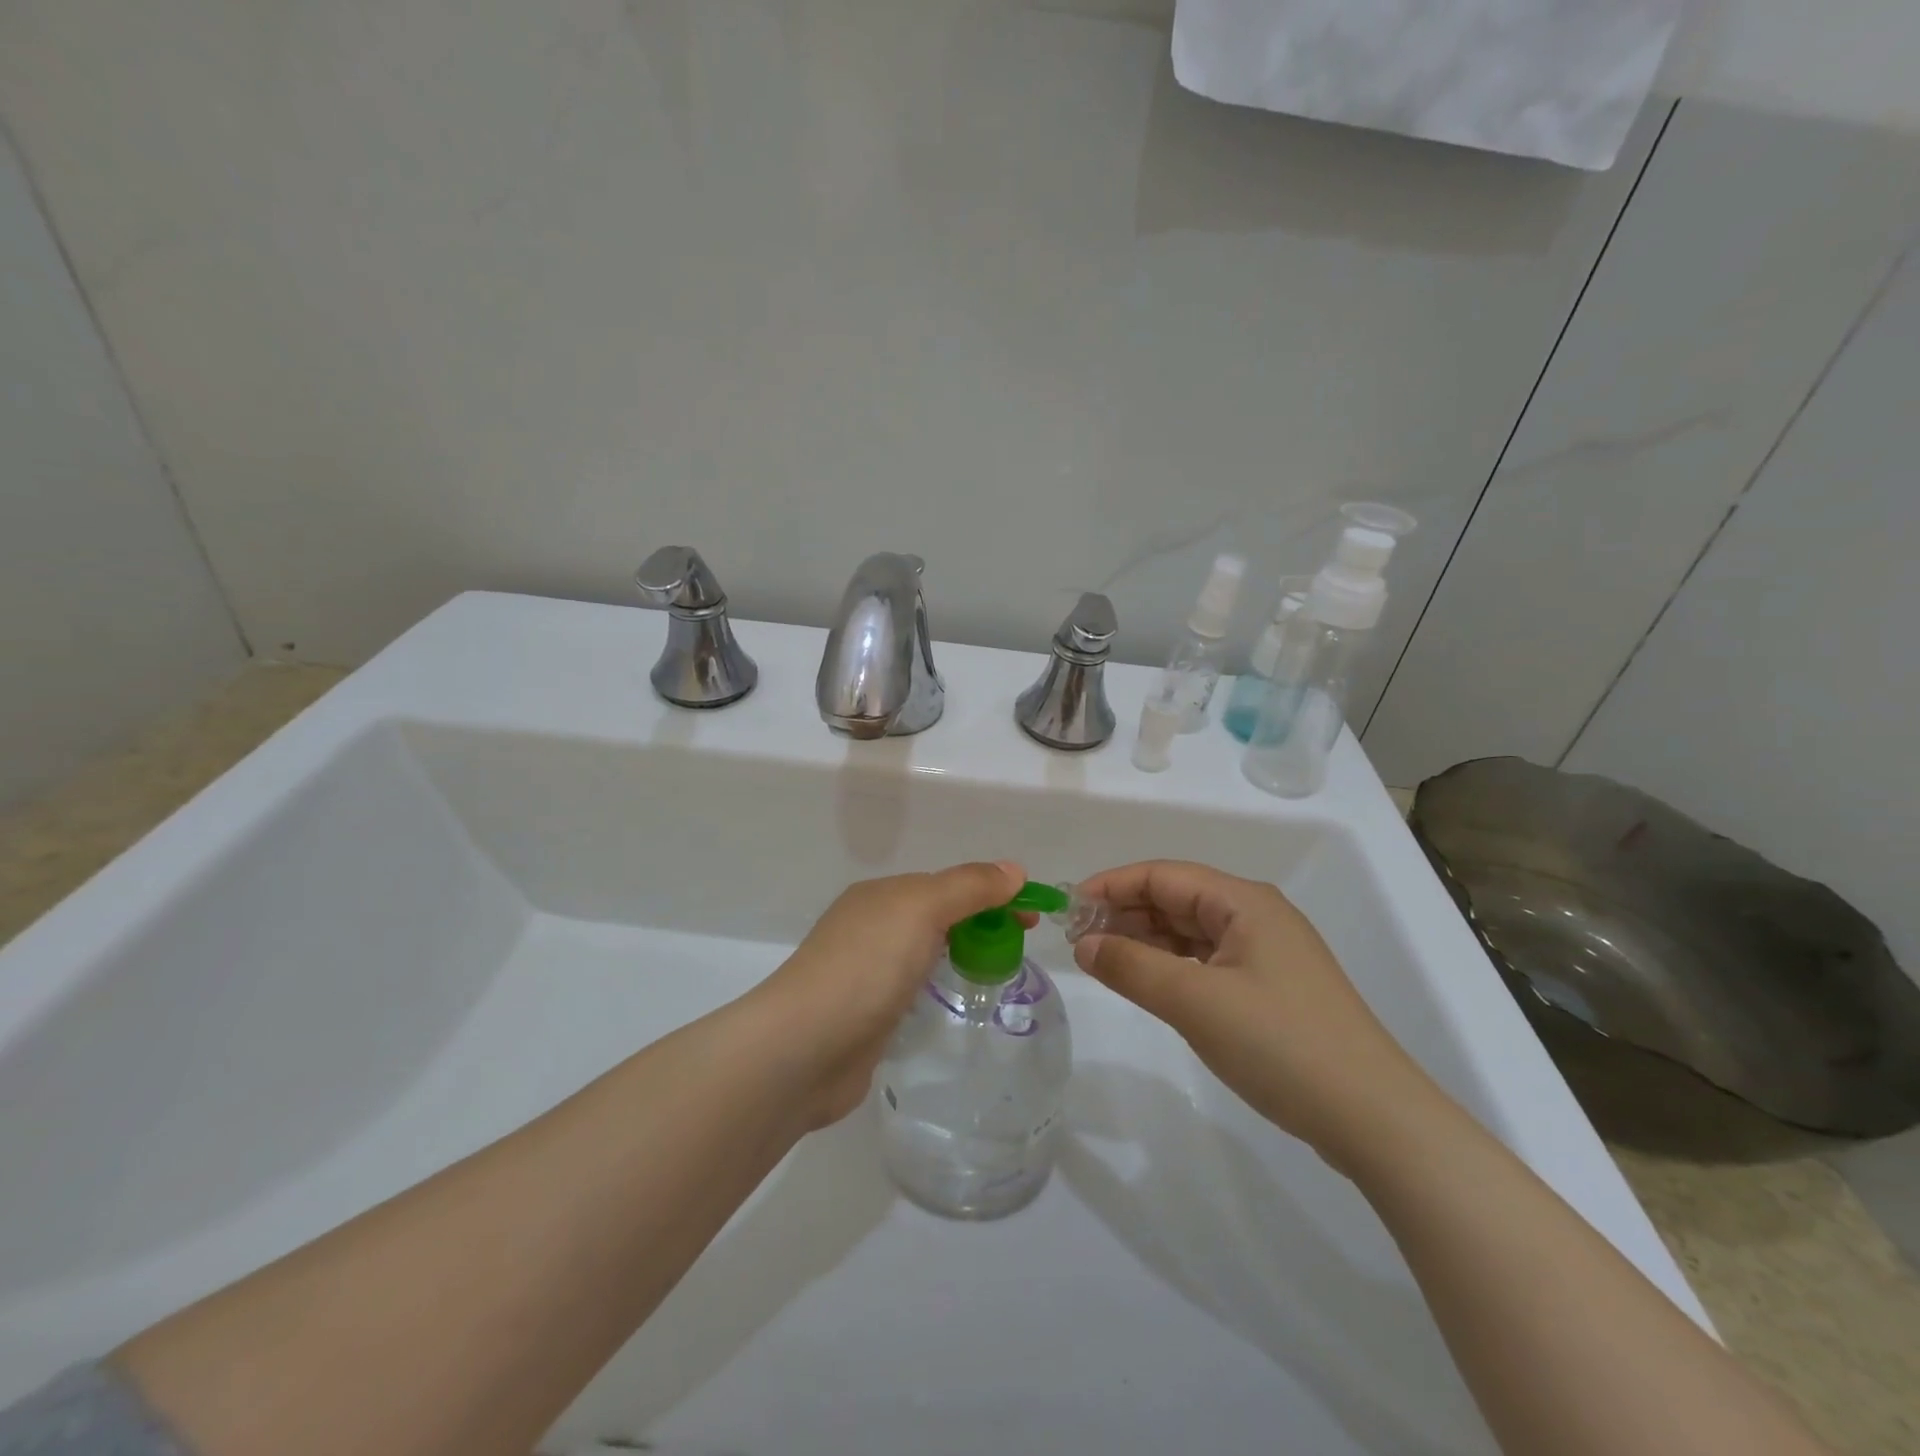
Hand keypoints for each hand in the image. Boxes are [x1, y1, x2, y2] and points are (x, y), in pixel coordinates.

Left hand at [751, 861, 1025, 1126]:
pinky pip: (912, 987)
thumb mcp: (921, 909)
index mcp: (882, 894)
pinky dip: (936, 984)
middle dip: (980, 922)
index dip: (993, 893)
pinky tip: (950, 998)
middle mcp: (871, 925)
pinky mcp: (866, 1013)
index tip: (1031, 918)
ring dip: (959, 951)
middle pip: (938, 914)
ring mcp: (865, 971)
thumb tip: (1014, 870)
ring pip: (924, 950)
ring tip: (995, 971)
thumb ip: (968, 887)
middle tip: (1020, 947)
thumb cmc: (867, 966)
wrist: (803, 1048)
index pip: (949, 883)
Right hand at [1073, 860, 1439, 1170]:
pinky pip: (1207, 961)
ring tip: (1103, 961)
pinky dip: (1172, 966)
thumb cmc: (1280, 1044)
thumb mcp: (1195, 1001)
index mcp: (1243, 902)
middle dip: (1126, 913)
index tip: (1069, 908)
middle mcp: (1256, 916)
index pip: (1163, 875)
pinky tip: (1149, 984)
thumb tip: (1084, 944)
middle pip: (1177, 899)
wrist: (1374, 1118)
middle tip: (1079, 941)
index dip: (1112, 885)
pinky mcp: (1271, 989)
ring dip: (1146, 941)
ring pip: (1191, 931)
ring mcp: (1267, 954)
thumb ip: (1132, 967)